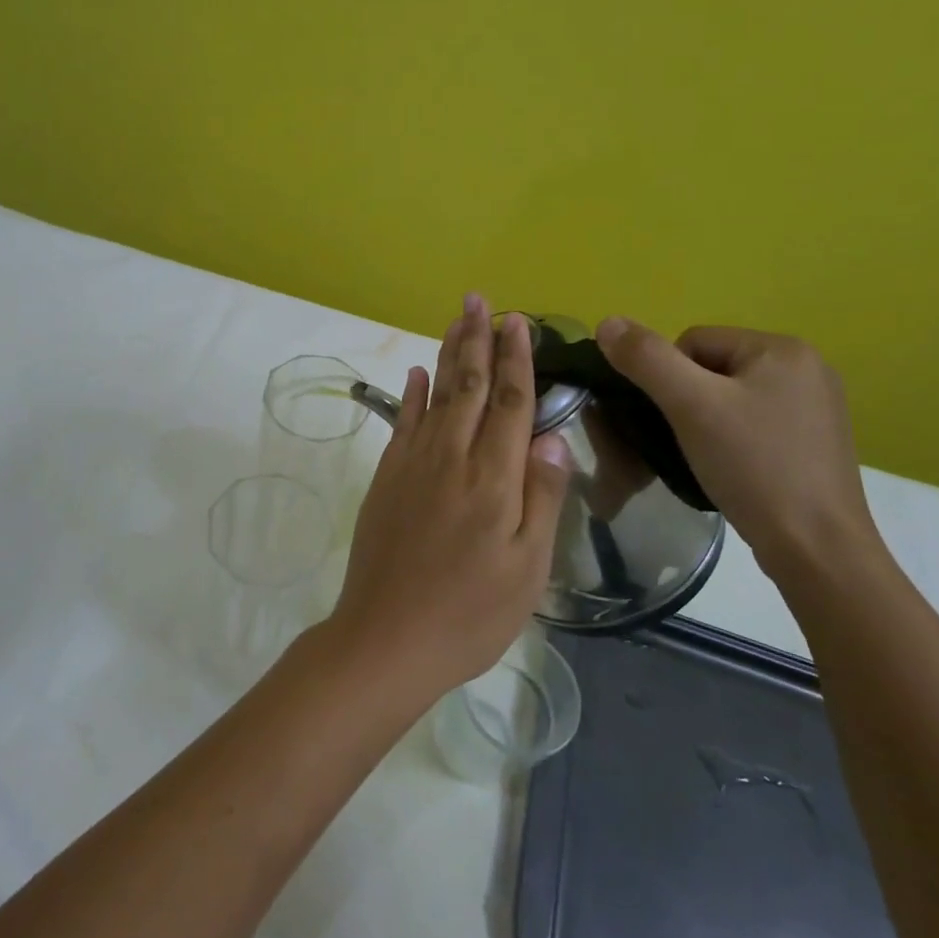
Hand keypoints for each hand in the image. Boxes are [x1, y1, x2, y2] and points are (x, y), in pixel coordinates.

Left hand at [327, 296, 573, 697]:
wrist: (387, 637)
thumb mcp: (527, 567)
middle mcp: (452, 457)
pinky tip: (418, 373)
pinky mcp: (387, 478)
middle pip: (470, 386)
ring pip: (436, 395)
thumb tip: (552, 436)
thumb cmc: (470, 612)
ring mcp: (413, 464)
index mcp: (494, 477)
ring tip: (457, 320)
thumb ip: (541, 496)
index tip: (518, 322)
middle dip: (477, 340)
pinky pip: (403, 422)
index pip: (512, 403)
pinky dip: (412, 394)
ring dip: (448, 354)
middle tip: (480, 300)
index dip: (517, 359)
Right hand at [595, 319, 884, 580]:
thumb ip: (646, 359)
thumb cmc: (754, 466)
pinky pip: (754, 424)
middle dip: (689, 402)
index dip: (668, 379)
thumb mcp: (690, 406)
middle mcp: (807, 368)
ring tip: (707, 459)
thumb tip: (606, 322)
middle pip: (712, 368)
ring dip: (707, 422)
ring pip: (730, 398)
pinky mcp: (815, 442)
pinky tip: (733, 469)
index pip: (694, 342)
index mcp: (783, 348)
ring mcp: (816, 407)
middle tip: (687, 442)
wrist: (816, 548)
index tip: (674, 420)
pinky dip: (733, 441)